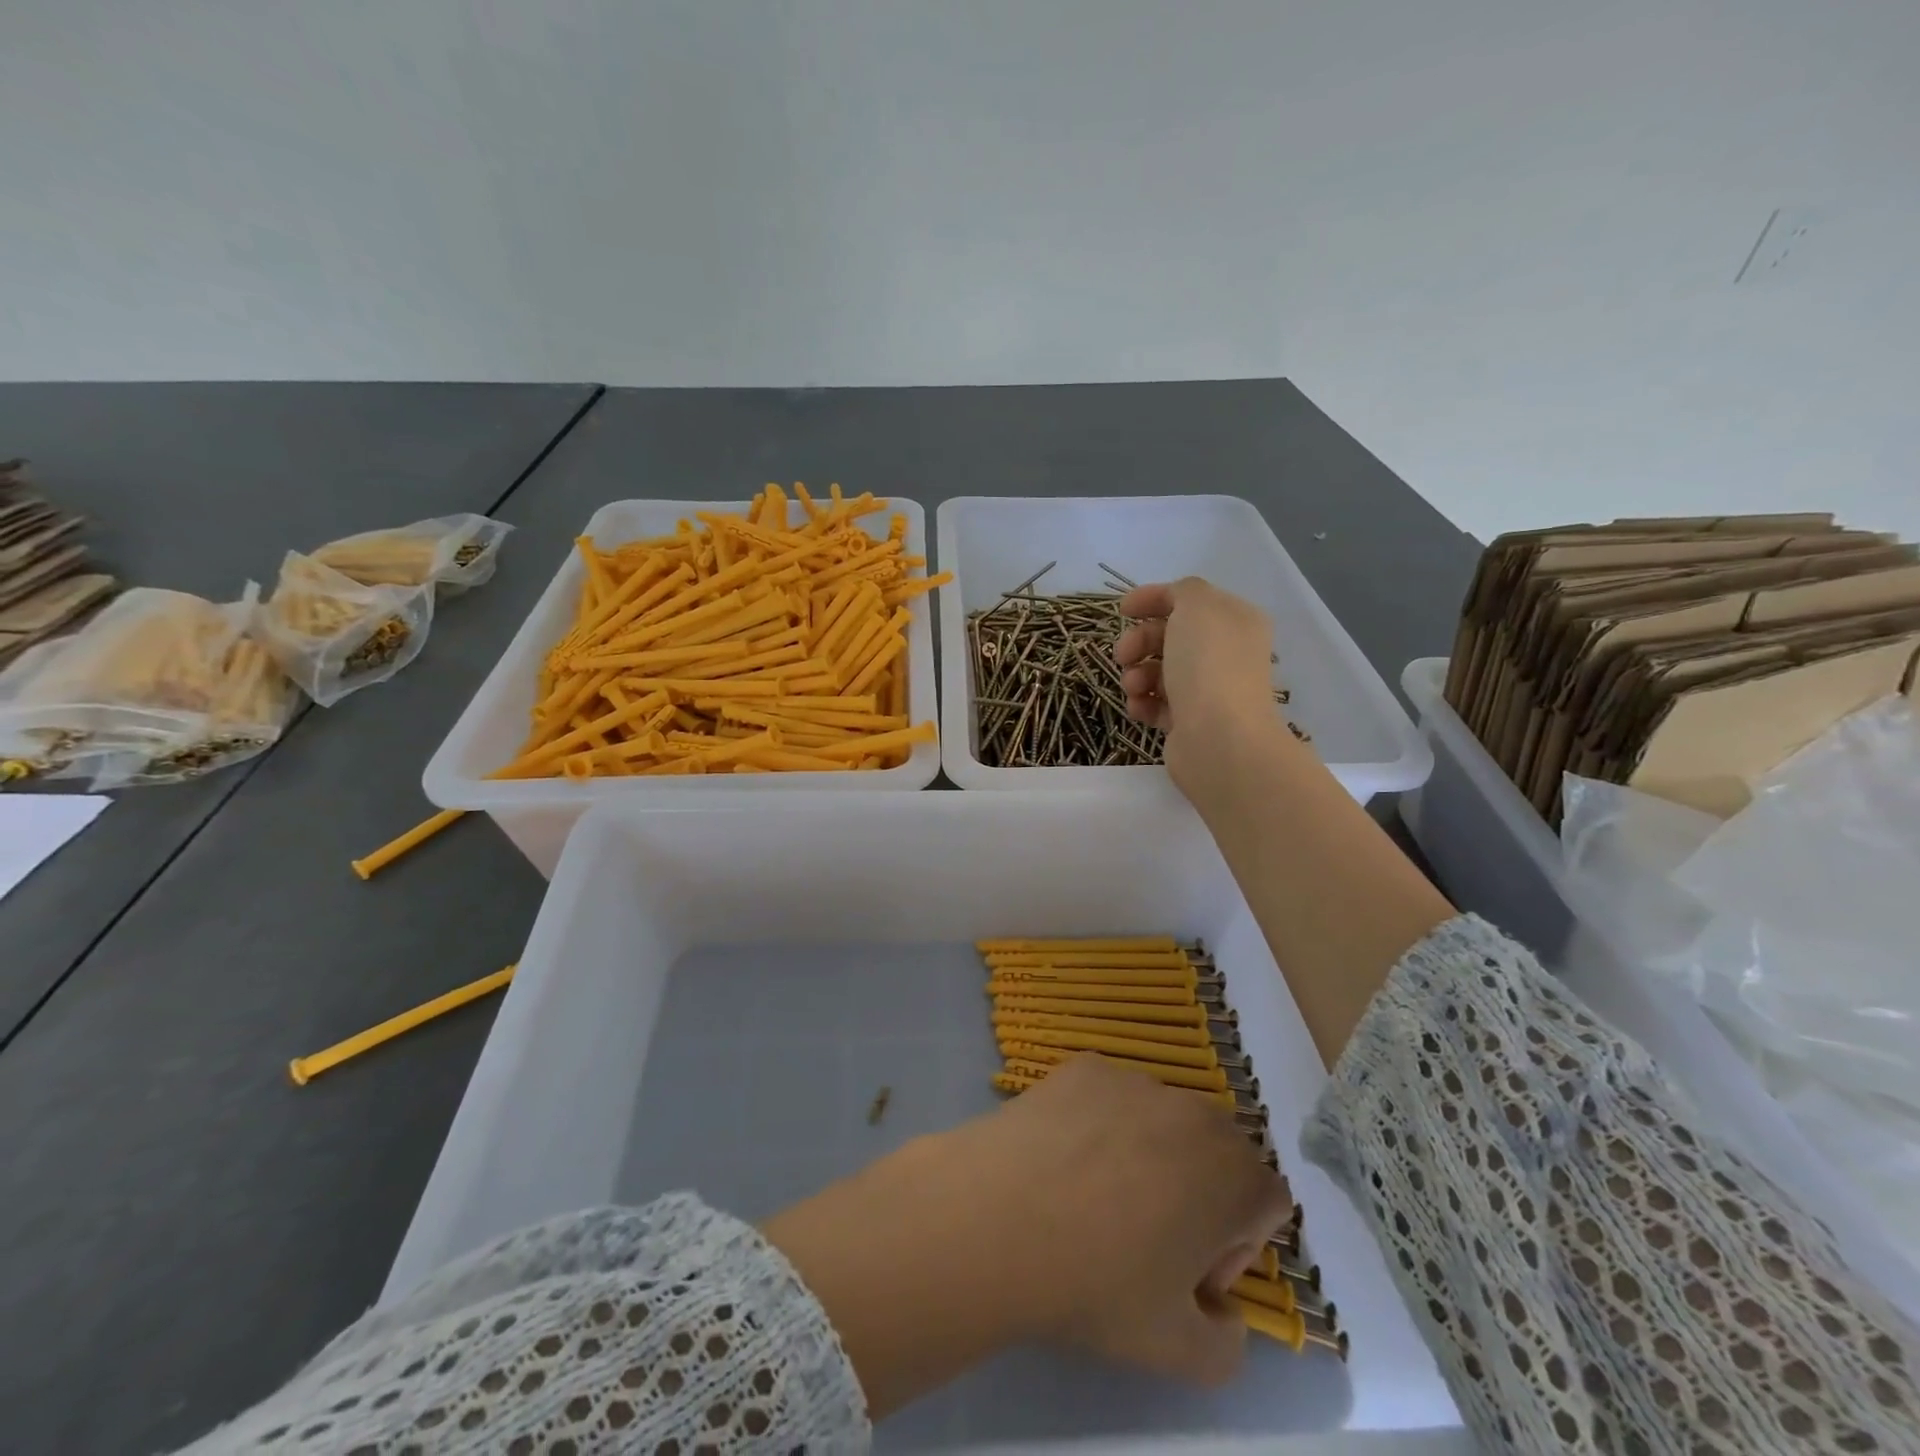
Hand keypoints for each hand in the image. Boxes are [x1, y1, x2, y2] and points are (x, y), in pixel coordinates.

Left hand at [950, 1054, 1291, 1379]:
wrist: (999, 1217)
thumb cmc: (1098, 1285)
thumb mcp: (1183, 1355)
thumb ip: (1229, 1342)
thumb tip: (1219, 1307)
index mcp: (1234, 1175)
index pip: (1266, 1204)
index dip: (1237, 1246)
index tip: (1187, 1274)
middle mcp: (1193, 1111)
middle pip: (1218, 1153)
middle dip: (1199, 1194)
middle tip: (1145, 1237)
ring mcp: (1134, 1079)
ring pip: (1162, 1120)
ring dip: (1149, 1155)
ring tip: (1094, 1196)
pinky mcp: (1083, 1065)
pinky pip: (1111, 1097)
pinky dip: (1101, 1123)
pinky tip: (1063, 1159)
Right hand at [1114, 578, 1285, 790]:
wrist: (1219, 738)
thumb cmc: (1208, 665)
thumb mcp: (1197, 606)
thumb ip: (1183, 591)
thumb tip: (1172, 603)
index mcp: (1234, 621)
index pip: (1188, 600)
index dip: (1153, 599)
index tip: (1122, 610)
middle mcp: (1225, 653)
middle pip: (1169, 636)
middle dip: (1139, 641)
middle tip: (1123, 655)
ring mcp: (1210, 690)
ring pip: (1159, 671)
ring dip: (1136, 674)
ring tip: (1133, 687)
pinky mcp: (1192, 722)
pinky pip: (1157, 704)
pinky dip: (1143, 703)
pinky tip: (1139, 708)